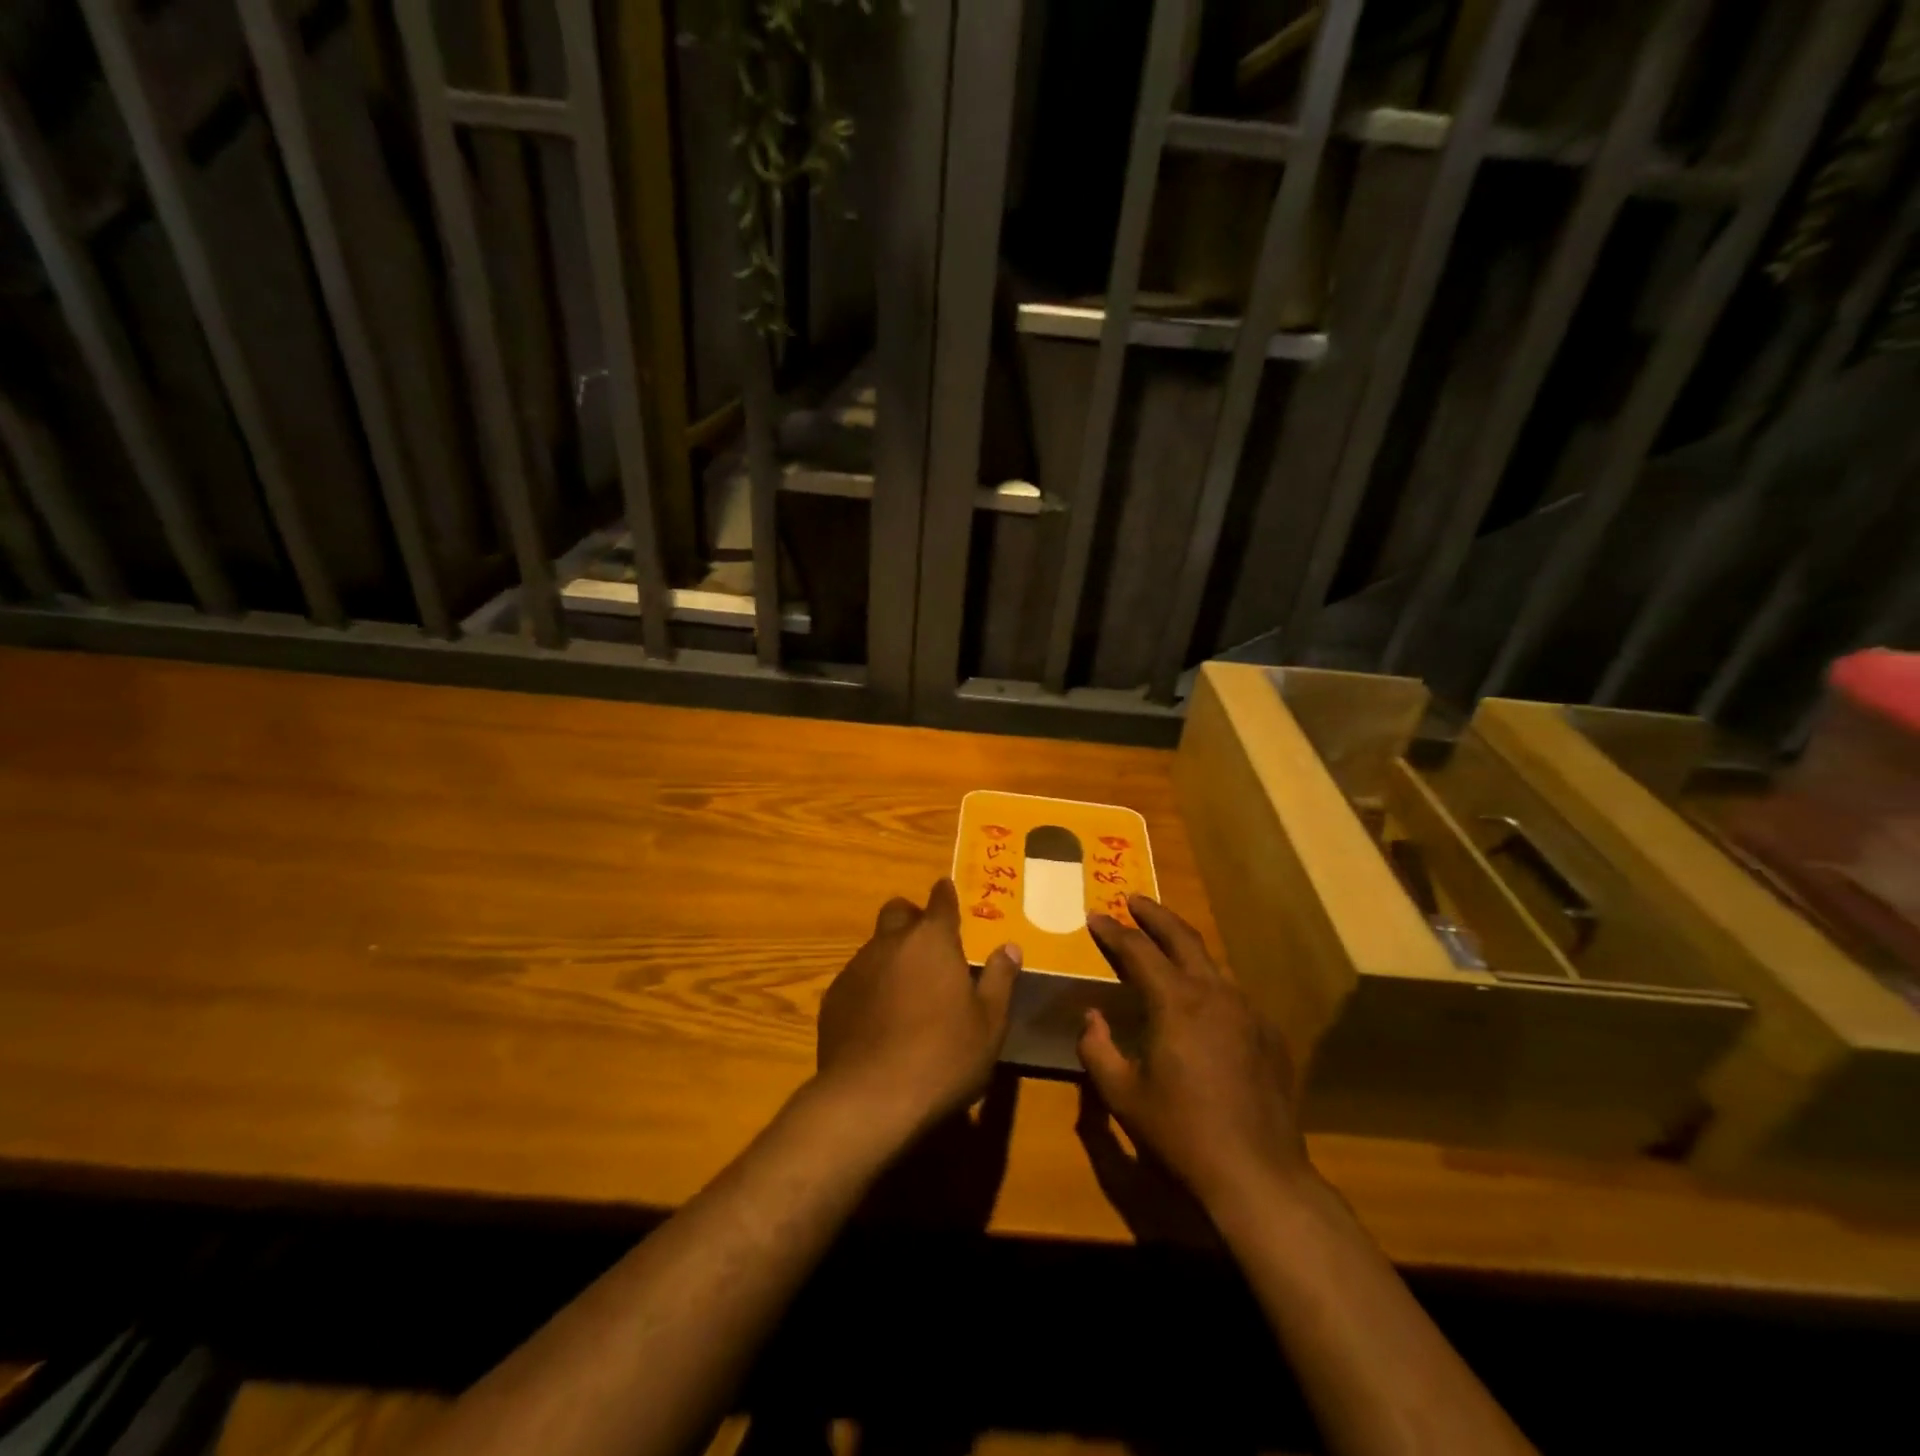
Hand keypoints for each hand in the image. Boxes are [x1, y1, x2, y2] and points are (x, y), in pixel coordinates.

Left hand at [815, 880, 1020, 1135]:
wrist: (870, 1098)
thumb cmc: (943, 1057)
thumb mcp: (989, 1024)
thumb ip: (999, 979)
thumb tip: (1010, 947)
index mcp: (933, 941)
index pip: (940, 901)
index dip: (945, 895)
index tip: (947, 890)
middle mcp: (891, 943)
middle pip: (898, 912)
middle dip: (913, 918)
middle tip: (928, 944)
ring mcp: (856, 968)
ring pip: (875, 946)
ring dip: (891, 955)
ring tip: (906, 990)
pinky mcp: (833, 997)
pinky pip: (856, 978)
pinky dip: (870, 986)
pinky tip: (879, 1019)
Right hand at [1077, 895, 1311, 1212]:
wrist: (1258, 1175)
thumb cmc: (1181, 1133)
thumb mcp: (1122, 1095)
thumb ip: (1097, 1049)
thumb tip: (1091, 1017)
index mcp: (1176, 1002)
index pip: (1138, 950)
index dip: (1113, 931)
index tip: (1096, 916)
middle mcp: (1215, 993)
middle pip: (1182, 937)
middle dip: (1154, 915)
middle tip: (1133, 900)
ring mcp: (1248, 1011)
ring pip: (1212, 962)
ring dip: (1184, 946)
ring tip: (1165, 943)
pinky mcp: (1269, 1034)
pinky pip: (1233, 994)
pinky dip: (1209, 983)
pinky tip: (1202, 1002)